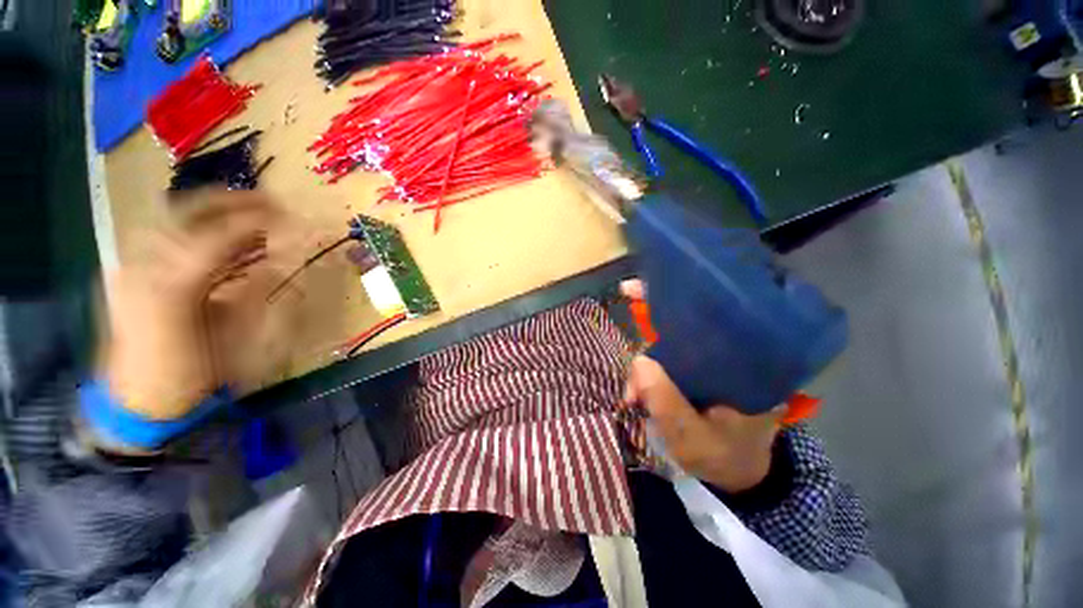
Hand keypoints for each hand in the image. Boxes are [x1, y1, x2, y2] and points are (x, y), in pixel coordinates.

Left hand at [102, 191, 281, 419]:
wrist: (133, 402)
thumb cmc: (191, 376)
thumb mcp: (235, 341)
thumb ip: (257, 295)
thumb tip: (280, 262)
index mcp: (171, 290)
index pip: (215, 237)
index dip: (255, 221)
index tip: (289, 216)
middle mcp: (142, 268)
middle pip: (184, 214)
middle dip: (231, 201)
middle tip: (270, 201)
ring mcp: (129, 266)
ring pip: (170, 219)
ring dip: (213, 209)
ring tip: (249, 212)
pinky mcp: (126, 271)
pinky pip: (160, 234)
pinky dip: (193, 225)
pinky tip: (215, 231)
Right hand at [619, 279, 783, 492]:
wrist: (739, 473)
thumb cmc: (724, 457)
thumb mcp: (694, 439)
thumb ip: (667, 404)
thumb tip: (639, 362)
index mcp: (743, 361)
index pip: (707, 315)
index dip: (669, 299)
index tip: (632, 289)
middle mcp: (729, 352)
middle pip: (681, 325)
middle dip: (644, 335)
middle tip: (628, 368)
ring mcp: (710, 359)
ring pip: (668, 343)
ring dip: (644, 364)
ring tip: (632, 395)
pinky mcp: (698, 369)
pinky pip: (666, 356)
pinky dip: (647, 368)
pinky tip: (637, 387)